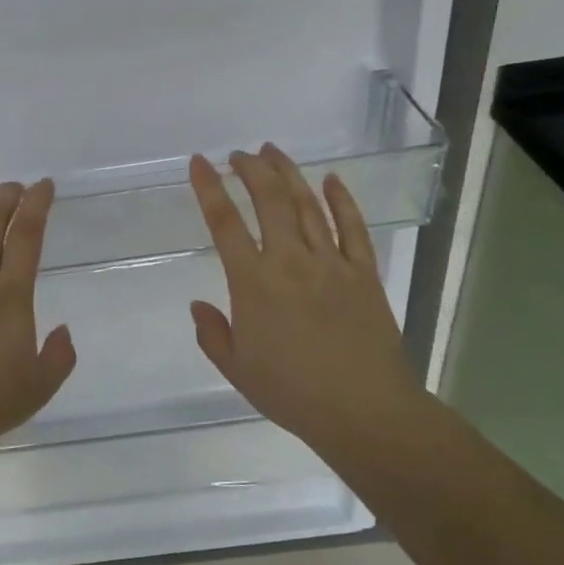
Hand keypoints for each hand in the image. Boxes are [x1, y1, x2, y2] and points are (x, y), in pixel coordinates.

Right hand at [188, 144, 431, 451]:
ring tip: (272, 152)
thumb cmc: (292, 393)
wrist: (364, 412)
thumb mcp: (236, 370)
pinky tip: (332, 179)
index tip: (199, 163)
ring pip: (307, 204)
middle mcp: (291, 262)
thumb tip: (199, 305)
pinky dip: (342, 200)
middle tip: (238, 155)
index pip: (225, 223)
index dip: (209, 188)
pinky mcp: (364, 273)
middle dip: (251, 169)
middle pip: (269, 199)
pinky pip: (353, 227)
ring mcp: (332, 263)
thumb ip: (212, 333)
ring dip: (288, 173)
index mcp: (254, 284)